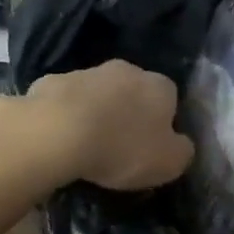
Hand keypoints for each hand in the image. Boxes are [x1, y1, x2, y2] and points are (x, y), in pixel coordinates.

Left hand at [17, 60, 194, 191]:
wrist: (57, 133)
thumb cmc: (122, 148)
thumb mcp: (169, 163)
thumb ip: (182, 151)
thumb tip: (181, 144)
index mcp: (160, 86)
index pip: (170, 99)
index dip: (163, 123)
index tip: (152, 147)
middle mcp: (127, 70)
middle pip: (134, 91)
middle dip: (129, 112)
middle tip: (120, 145)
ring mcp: (87, 72)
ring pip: (98, 92)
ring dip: (97, 111)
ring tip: (87, 144)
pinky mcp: (51, 81)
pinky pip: (65, 100)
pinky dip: (65, 114)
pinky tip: (59, 138)